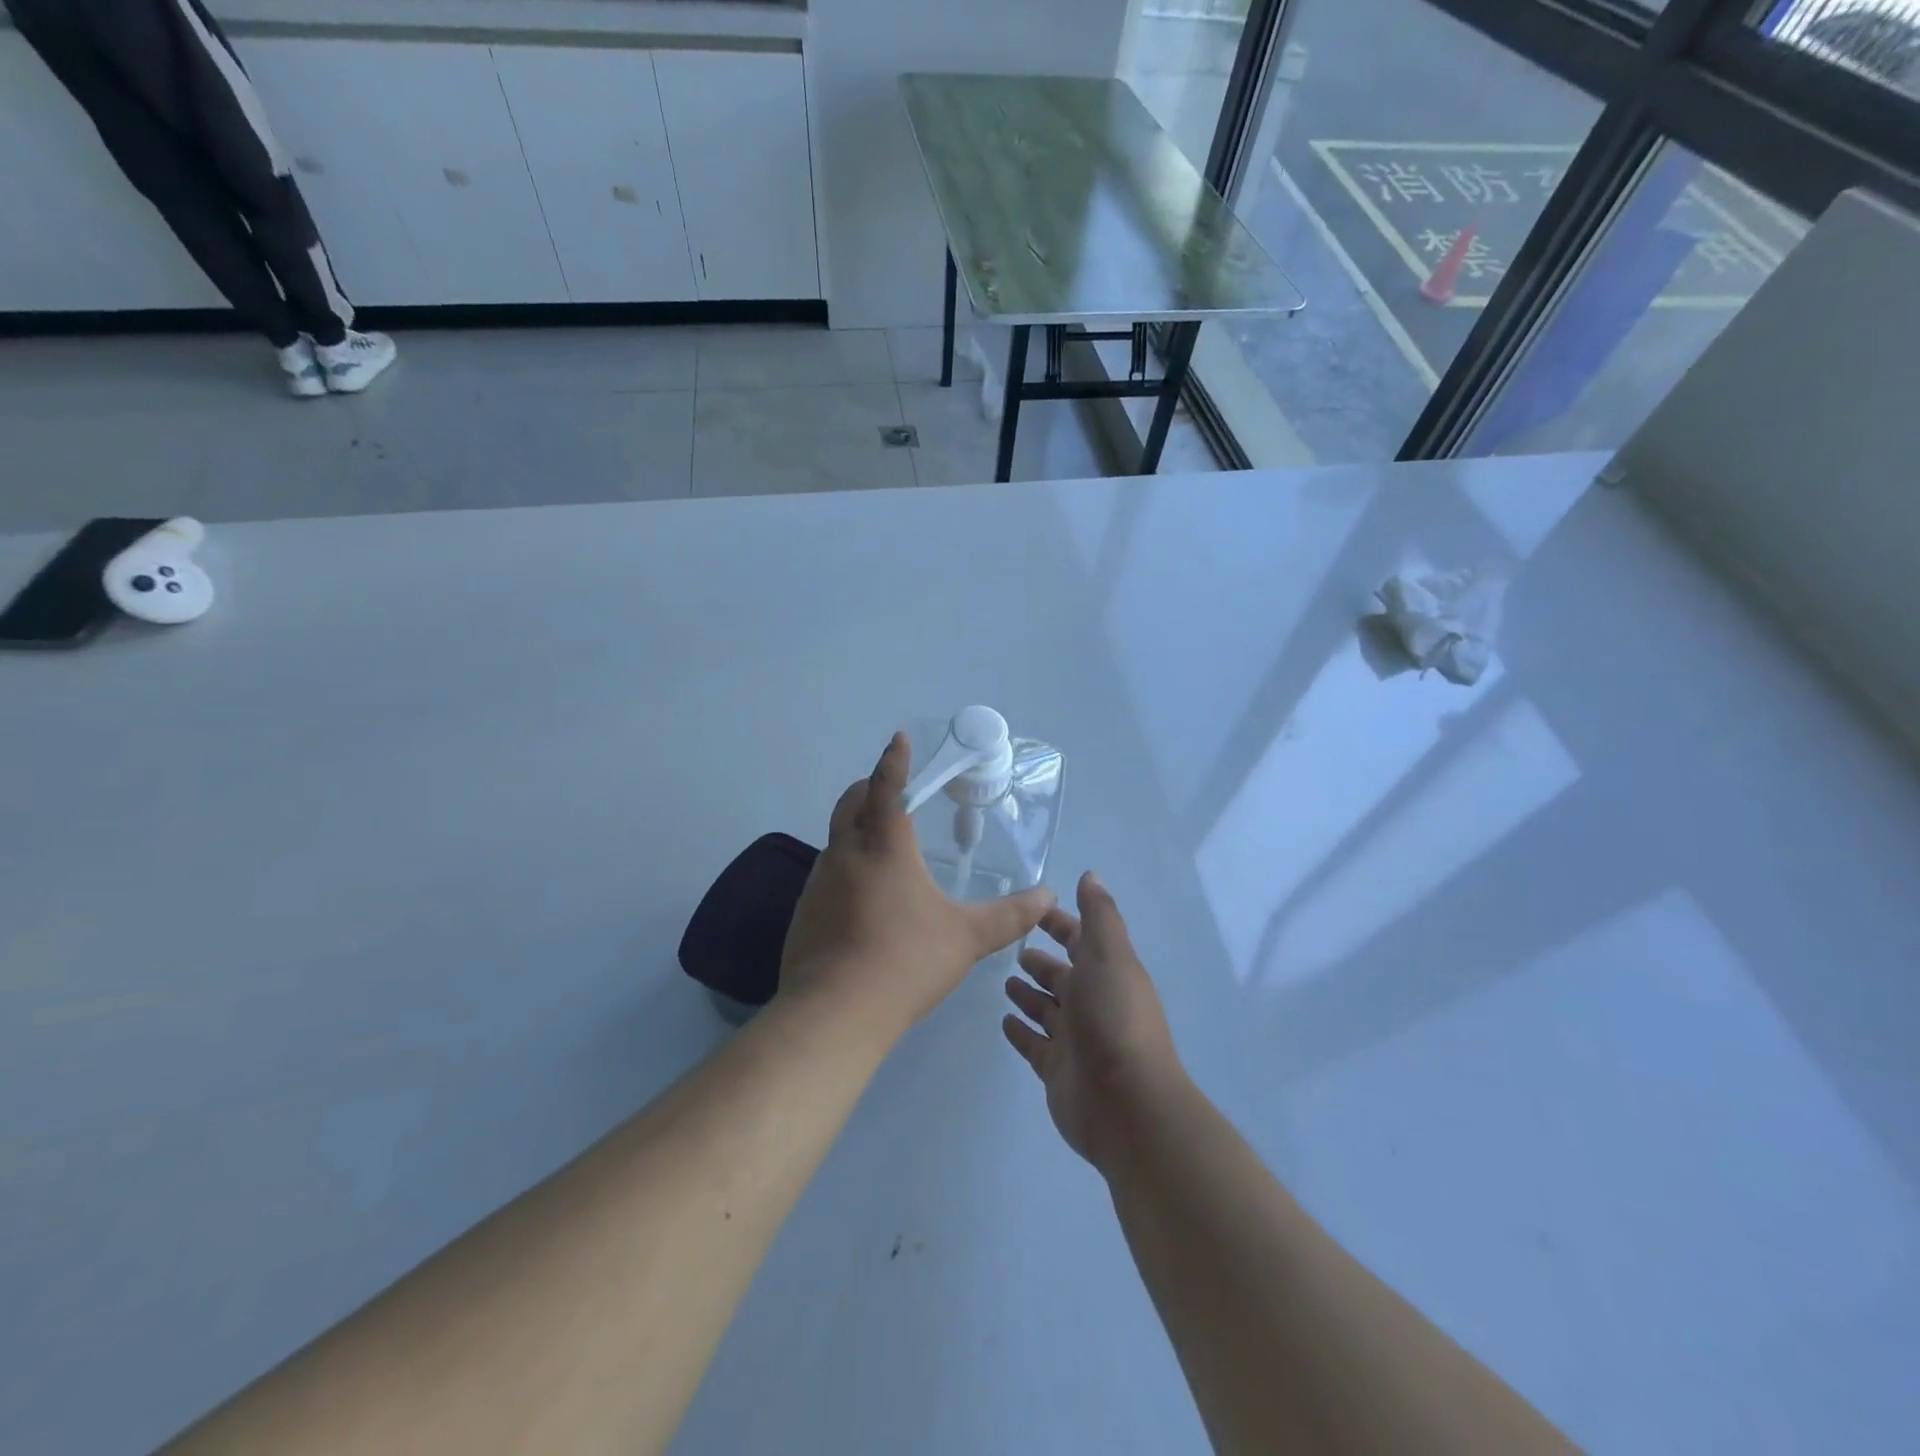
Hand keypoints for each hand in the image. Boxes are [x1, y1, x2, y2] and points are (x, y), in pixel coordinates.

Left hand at [779, 733, 1055, 1043]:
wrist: (835, 1013)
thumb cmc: (906, 962)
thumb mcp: (966, 938)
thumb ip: (1009, 916)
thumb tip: (1047, 896)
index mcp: (884, 848)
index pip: (888, 788)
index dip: (894, 760)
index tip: (898, 739)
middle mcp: (845, 854)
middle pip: (851, 803)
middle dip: (869, 788)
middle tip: (890, 790)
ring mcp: (818, 883)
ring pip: (835, 839)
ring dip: (855, 829)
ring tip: (882, 846)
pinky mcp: (804, 913)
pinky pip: (826, 874)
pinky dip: (845, 867)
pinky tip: (862, 898)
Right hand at [1002, 873, 1181, 1168]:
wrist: (1126, 1104)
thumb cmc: (1114, 1017)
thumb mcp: (1110, 955)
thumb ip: (1099, 915)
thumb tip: (1091, 874)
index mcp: (1106, 972)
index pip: (1080, 939)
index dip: (1060, 923)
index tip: (1031, 911)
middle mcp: (1091, 1002)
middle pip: (1061, 976)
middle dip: (1041, 962)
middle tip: (1012, 951)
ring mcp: (1074, 1038)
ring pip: (1046, 1009)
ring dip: (1028, 995)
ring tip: (1004, 983)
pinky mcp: (1056, 1069)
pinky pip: (1034, 1044)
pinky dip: (1021, 1031)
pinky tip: (1004, 1021)